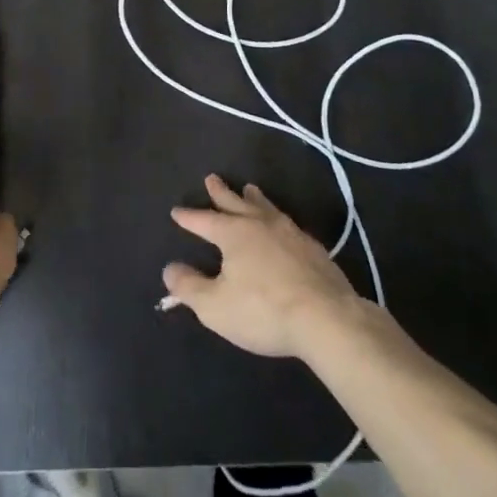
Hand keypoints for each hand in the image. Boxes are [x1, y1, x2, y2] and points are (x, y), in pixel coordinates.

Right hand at [163, 175, 369, 359]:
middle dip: (221, 192)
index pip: (204, 221)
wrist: (327, 318)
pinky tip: (283, 226)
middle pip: (236, 203)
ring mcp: (290, 233)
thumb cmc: (263, 311)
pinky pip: (288, 224)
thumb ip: (189, 286)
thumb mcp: (215, 306)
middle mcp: (260, 224)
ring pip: (266, 208)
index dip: (189, 217)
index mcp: (234, 234)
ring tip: (249, 188)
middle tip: (212, 178)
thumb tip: (169, 269)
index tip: (176, 211)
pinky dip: (278, 218)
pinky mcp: (314, 248)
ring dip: (254, 198)